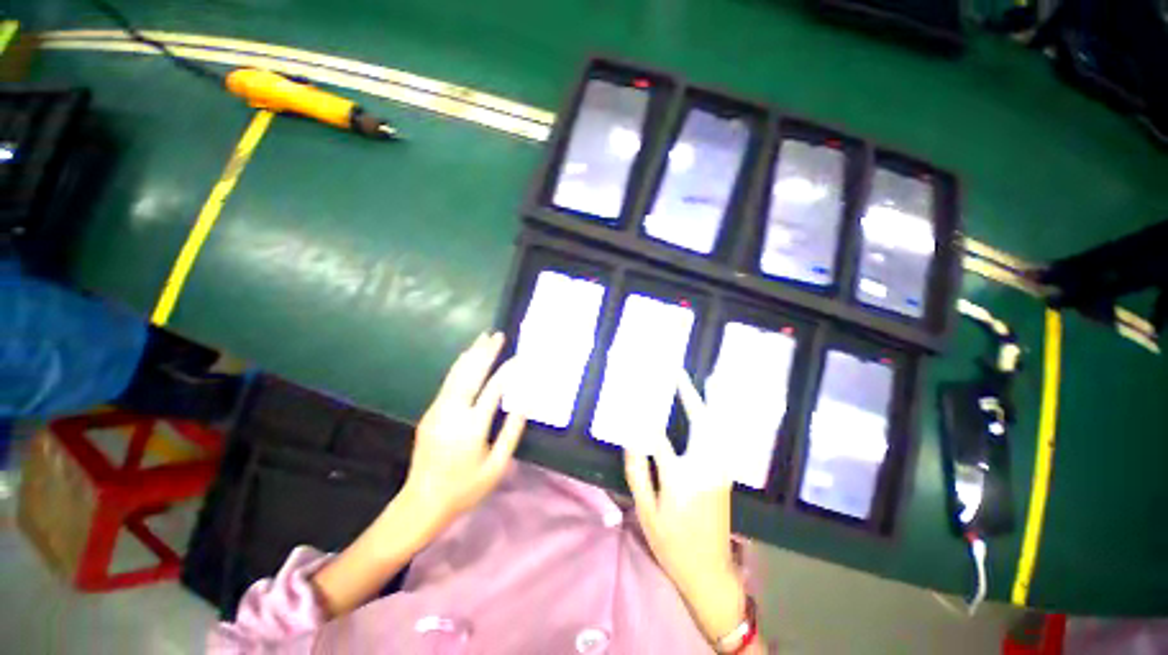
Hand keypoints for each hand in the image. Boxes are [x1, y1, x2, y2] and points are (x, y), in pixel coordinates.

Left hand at [314, 333, 524, 617]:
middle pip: (471, 374)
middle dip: (485, 352)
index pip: (493, 389)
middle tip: (498, 335)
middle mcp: (452, 413)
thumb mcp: (497, 466)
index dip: (509, 371)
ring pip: (456, 374)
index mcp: (472, 427)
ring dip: (471, 354)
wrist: (422, 503)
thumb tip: (524, 403)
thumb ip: (511, 432)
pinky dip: (460, 366)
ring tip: (483, 338)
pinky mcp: (430, 413)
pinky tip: (468, 358)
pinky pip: (448, 383)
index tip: (521, 357)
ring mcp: (437, 411)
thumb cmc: (466, 488)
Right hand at [624, 371, 747, 643]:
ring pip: (716, 426)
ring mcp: (720, 469)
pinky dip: (713, 417)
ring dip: (706, 402)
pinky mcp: (725, 473)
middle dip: (689, 394)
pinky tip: (707, 407)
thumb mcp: (646, 513)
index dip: (644, 416)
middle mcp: (705, 468)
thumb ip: (638, 472)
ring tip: (696, 381)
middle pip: (700, 422)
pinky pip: (719, 436)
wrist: (710, 571)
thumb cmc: (672, 544)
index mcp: (681, 479)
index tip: (635, 397)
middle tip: (678, 373)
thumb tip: (631, 439)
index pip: (658, 437)